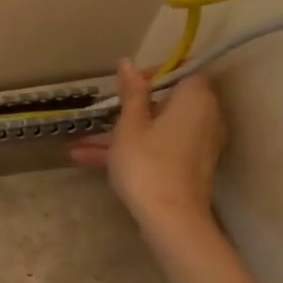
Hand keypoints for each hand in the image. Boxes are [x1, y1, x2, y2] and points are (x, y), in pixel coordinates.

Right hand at [68, 60, 225, 236]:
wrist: (170, 219)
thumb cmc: (147, 164)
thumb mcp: (130, 125)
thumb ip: (132, 93)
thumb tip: (128, 63)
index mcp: (195, 99)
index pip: (184, 70)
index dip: (155, 72)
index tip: (127, 84)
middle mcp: (204, 117)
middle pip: (167, 102)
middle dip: (129, 107)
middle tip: (102, 112)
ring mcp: (196, 144)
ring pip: (155, 129)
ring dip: (120, 133)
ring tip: (78, 142)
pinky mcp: (186, 166)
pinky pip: (157, 148)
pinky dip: (130, 149)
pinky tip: (86, 158)